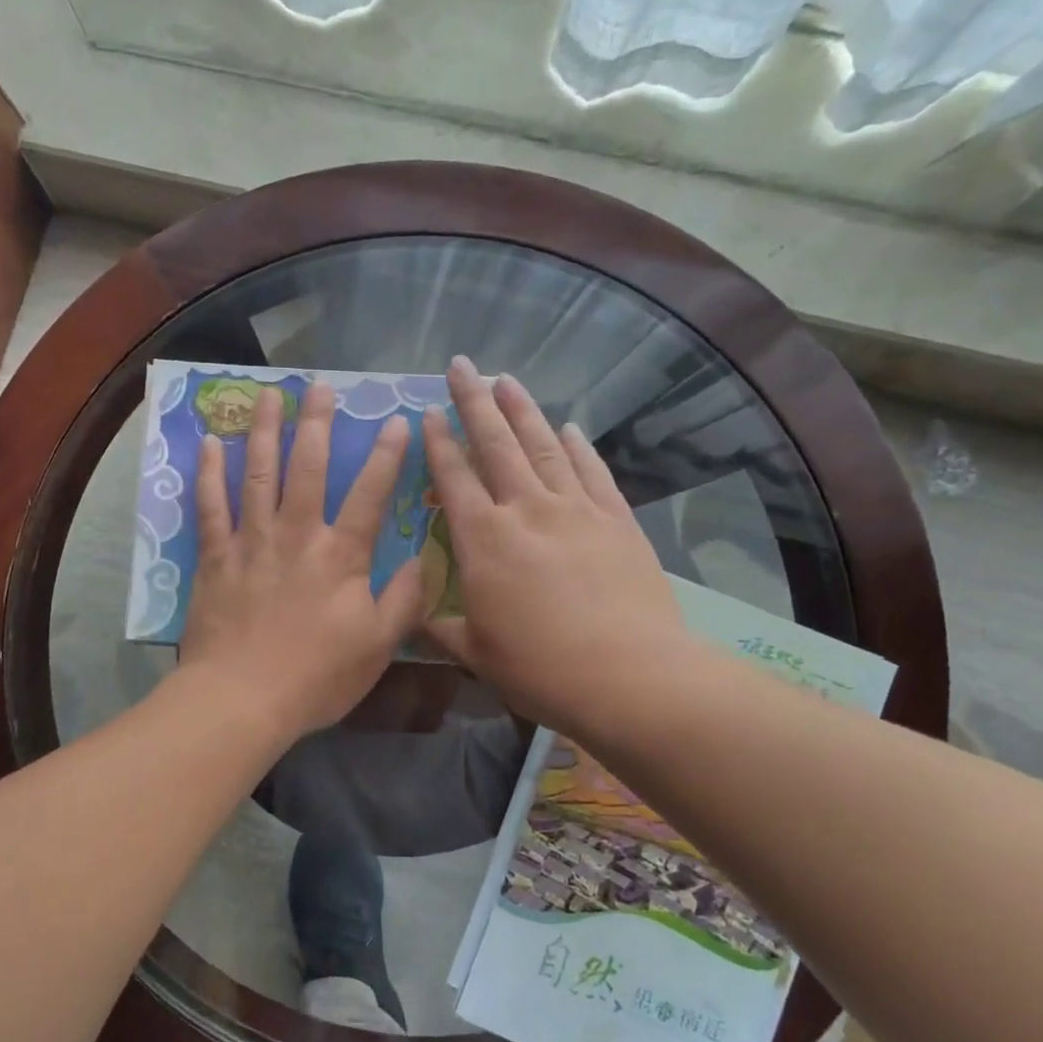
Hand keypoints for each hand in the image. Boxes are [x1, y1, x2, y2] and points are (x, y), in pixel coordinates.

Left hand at [180, 382, 426, 742]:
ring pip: (258, 473)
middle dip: (317, 423)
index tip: (398, 420)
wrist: (241, 699)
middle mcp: (296, 534)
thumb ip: (405, 599)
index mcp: (340, 555)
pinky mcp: (216, 556)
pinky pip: (210, 505)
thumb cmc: (316, 676)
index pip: (369, 494)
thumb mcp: (377, 646)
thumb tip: (426, 559)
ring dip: (265, 431)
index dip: (386, 455)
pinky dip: (209, 472)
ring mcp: (251, 541)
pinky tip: (211, 442)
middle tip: (320, 385)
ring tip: (269, 395)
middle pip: (308, 467)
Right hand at [421, 357, 690, 742]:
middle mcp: (525, 510)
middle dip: (474, 401)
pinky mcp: (616, 519)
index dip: (437, 441)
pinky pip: (591, 471)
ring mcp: (575, 509)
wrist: (629, 676)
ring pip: (542, 446)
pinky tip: (569, 427)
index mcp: (483, 540)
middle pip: (495, 444)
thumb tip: (413, 619)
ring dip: (522, 410)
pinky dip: (578, 446)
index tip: (427, 410)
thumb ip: (441, 628)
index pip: (453, 477)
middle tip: (462, 365)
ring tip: (507, 379)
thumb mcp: (477, 653)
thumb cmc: (541, 668)